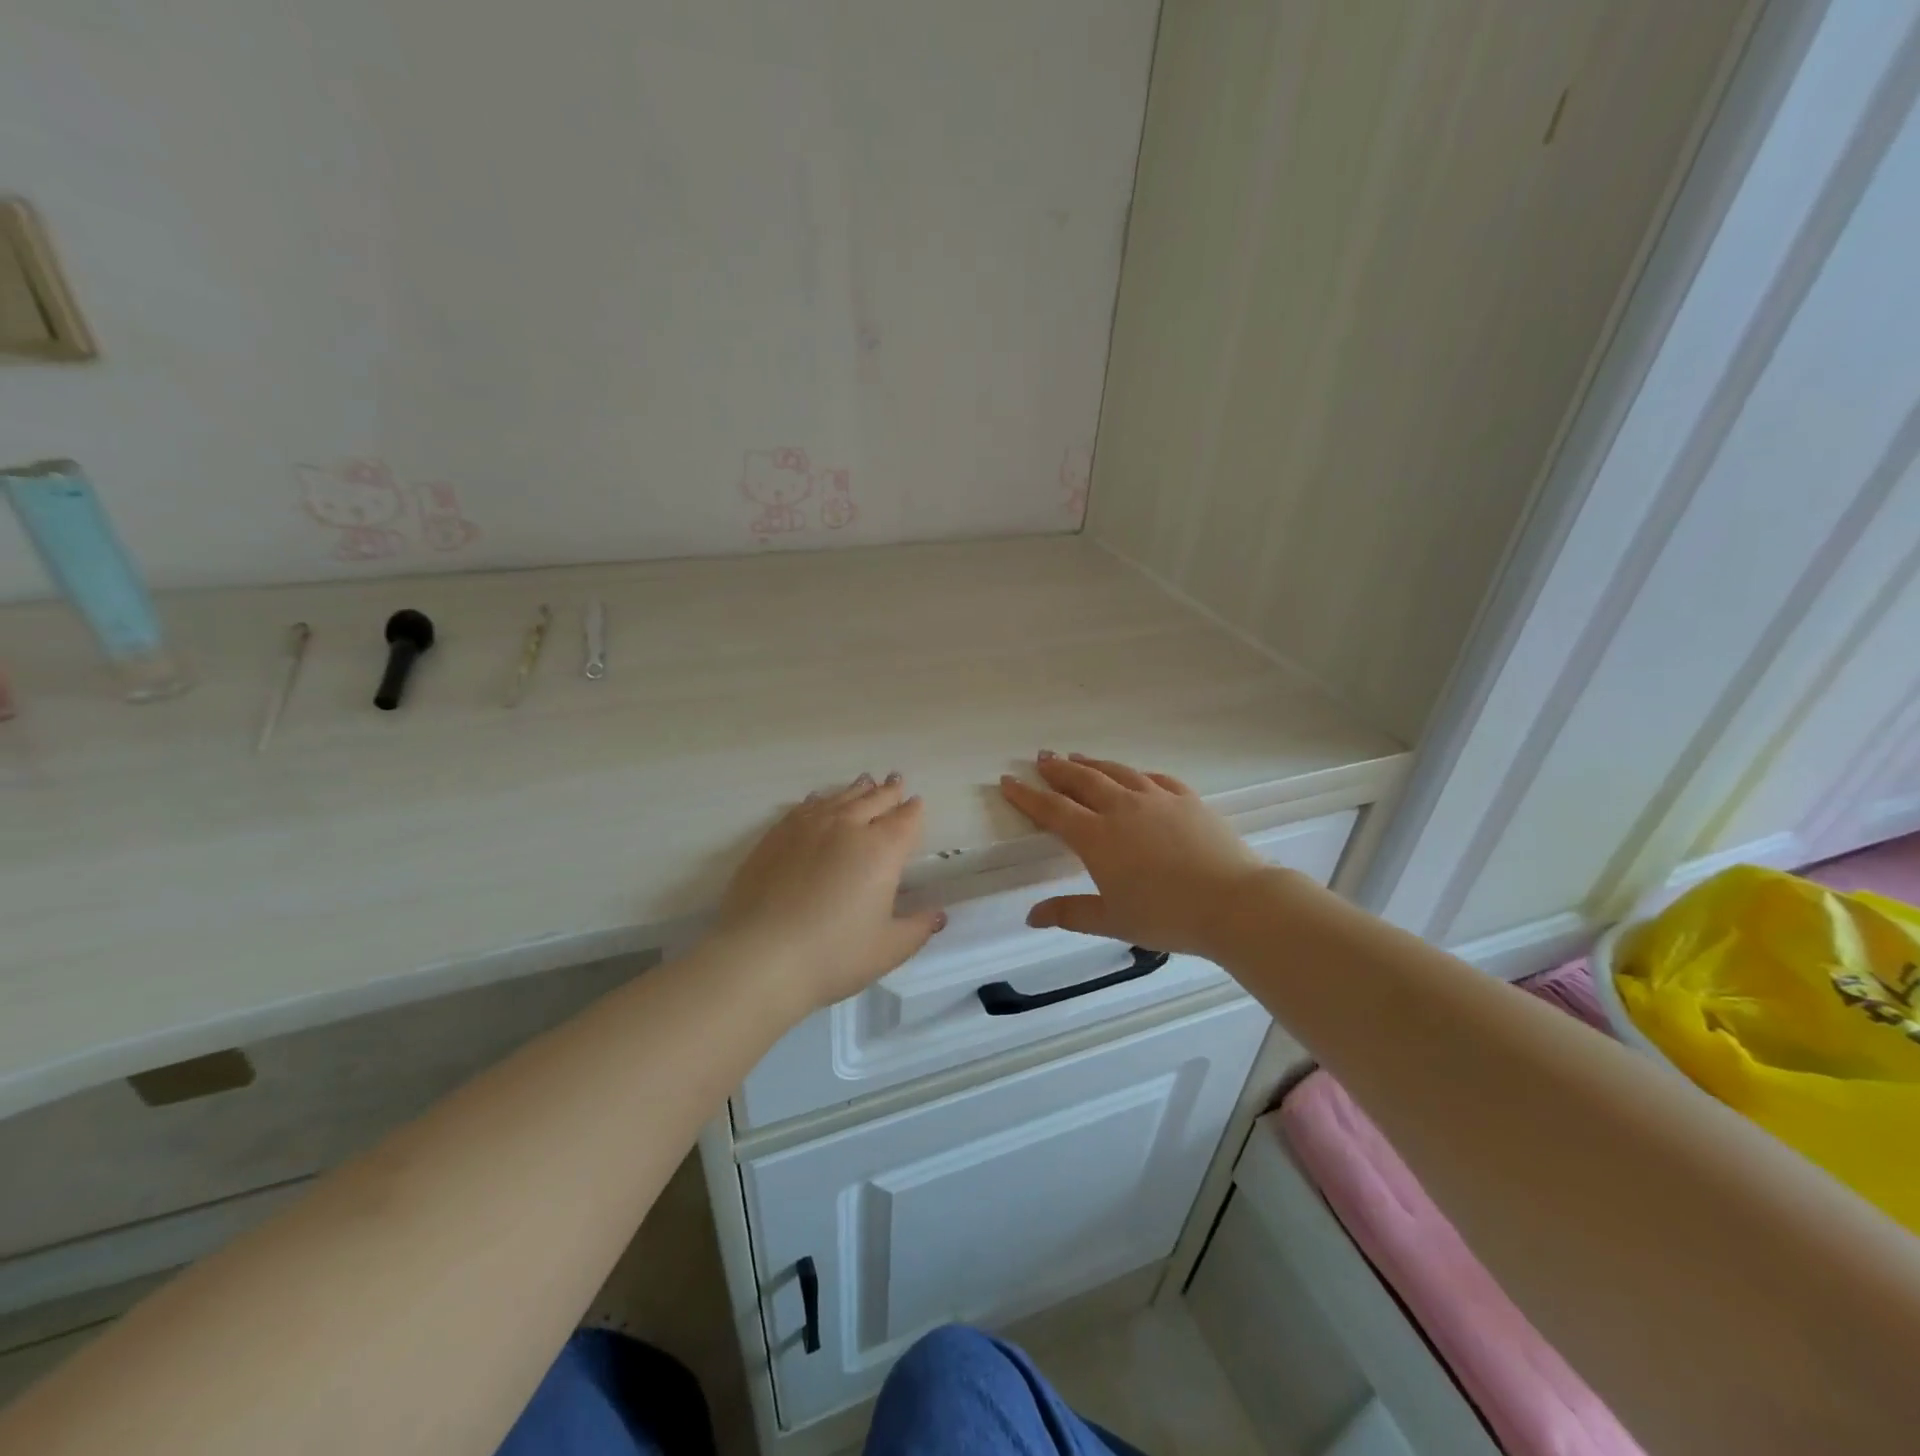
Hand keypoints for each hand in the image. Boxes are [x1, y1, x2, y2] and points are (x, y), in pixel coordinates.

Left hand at [714, 774, 945, 1011]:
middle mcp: (847, 828)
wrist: (760, 956)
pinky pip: (804, 808)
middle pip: (873, 800)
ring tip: (865, 782)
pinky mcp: (776, 836)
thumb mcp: (887, 950)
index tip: (916, 802)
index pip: (905, 821)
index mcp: (882, 850)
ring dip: (856, 790)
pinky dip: (819, 800)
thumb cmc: (833, 956)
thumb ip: (917, 928)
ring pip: (839, 798)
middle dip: (888, 791)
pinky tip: (819, 800)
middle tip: (896, 781)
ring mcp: (808, 828)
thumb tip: (937, 915)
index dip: (913, 811)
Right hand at [999, 753, 1269, 959]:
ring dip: (1093, 764)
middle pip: (1082, 781)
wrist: (1234, 903)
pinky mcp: (1187, 799)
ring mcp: (1157, 798)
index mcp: (1097, 837)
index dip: (1027, 795)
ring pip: (1117, 772)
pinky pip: (1154, 778)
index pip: (1053, 809)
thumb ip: (1069, 913)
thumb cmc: (1167, 916)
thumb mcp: (1112, 920)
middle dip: (1058, 769)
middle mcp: (1122, 808)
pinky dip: (1136, 774)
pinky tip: (1134, 775)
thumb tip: (1031, 916)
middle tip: (1042, 758)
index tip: (1008, 781)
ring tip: (1078, 758)